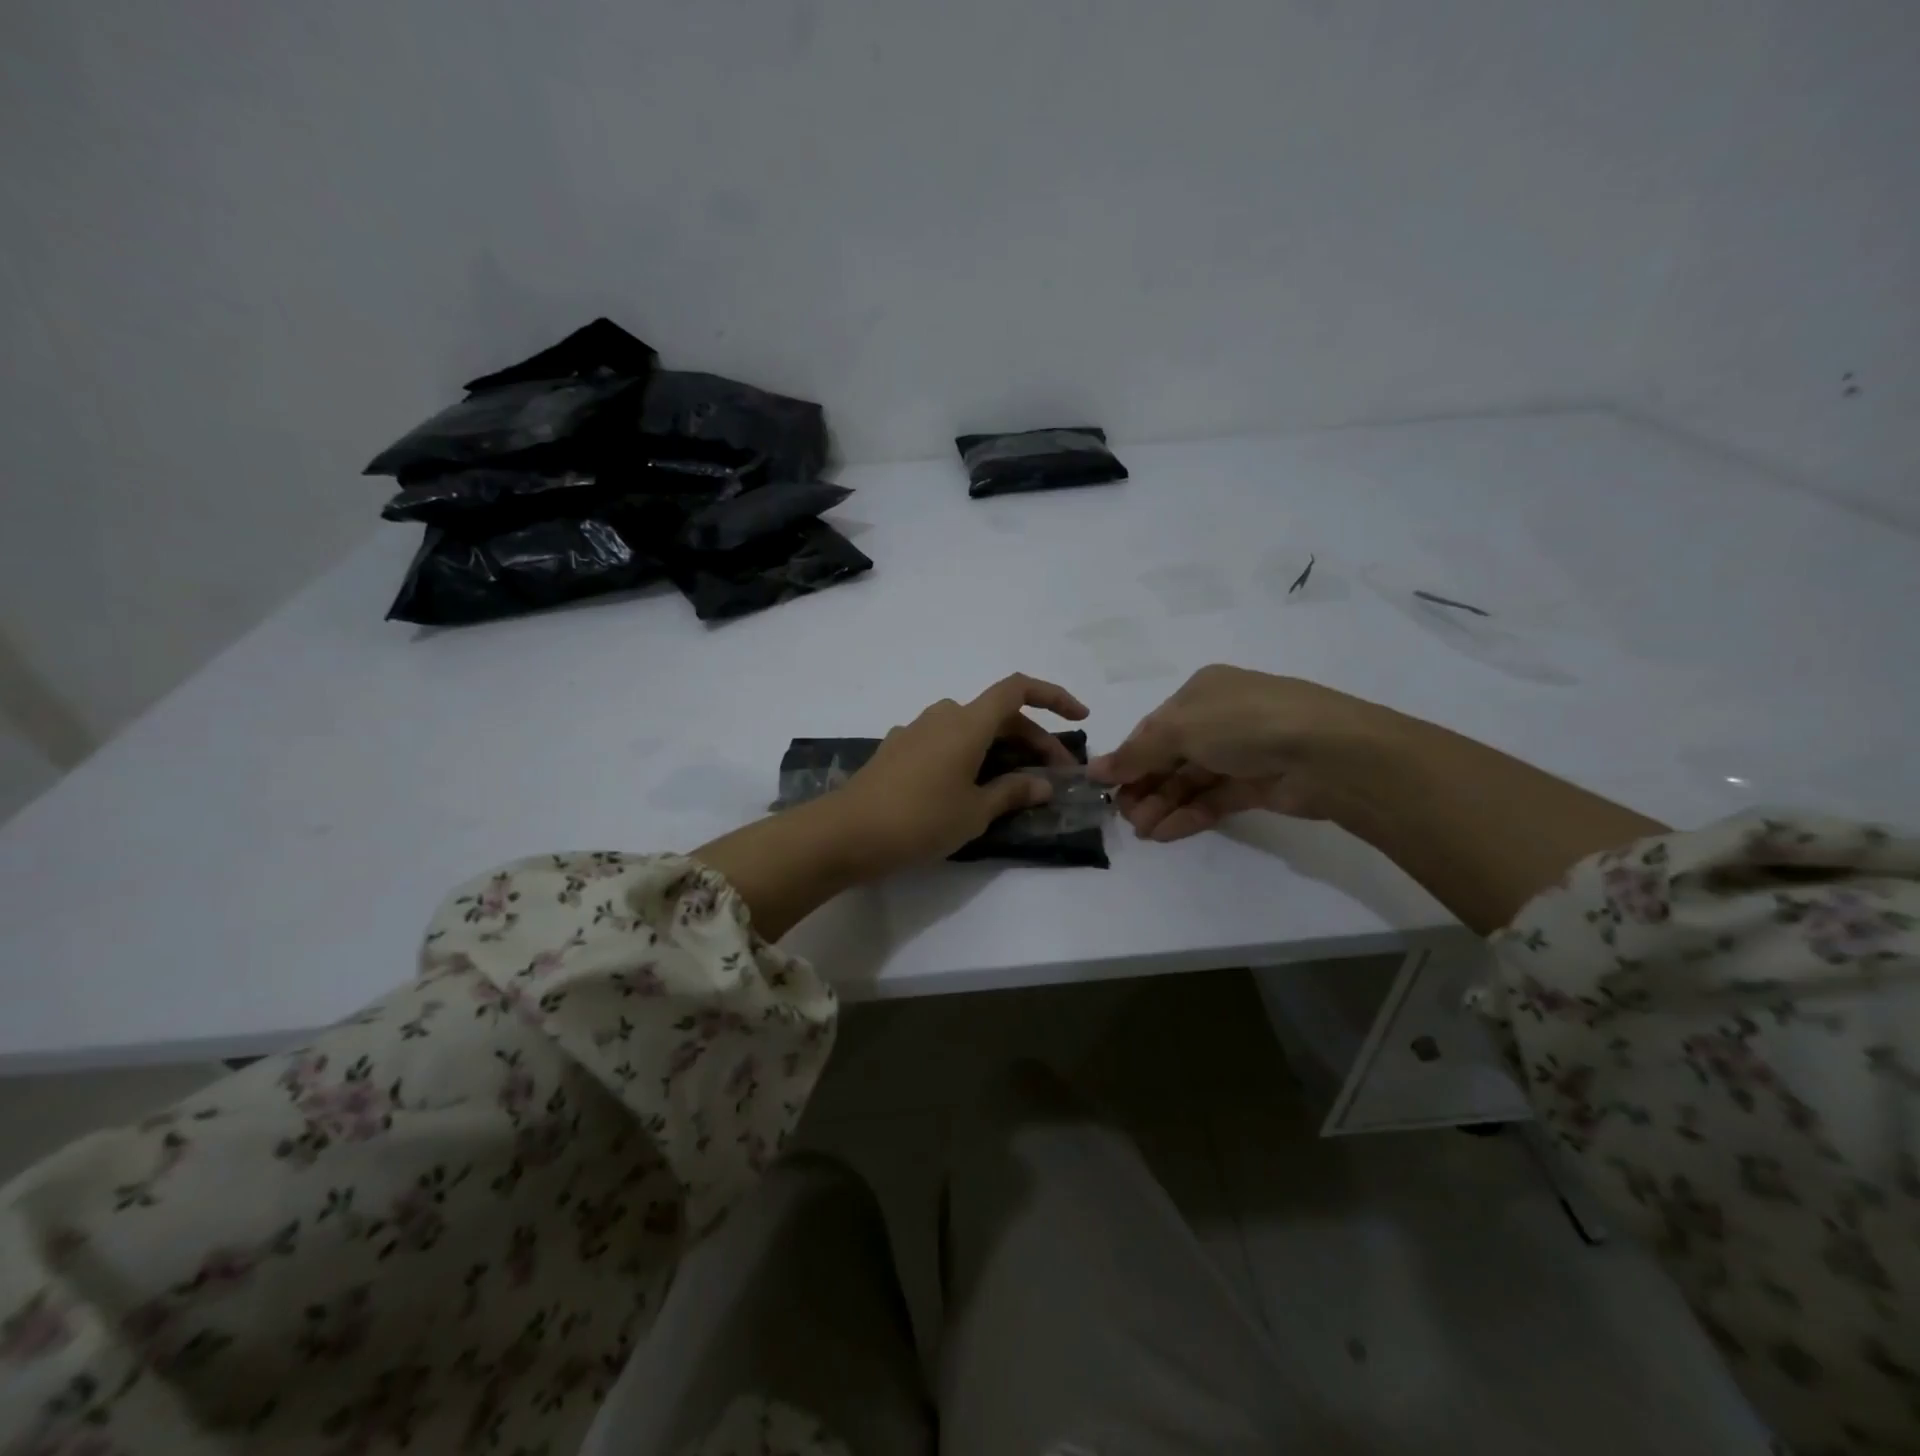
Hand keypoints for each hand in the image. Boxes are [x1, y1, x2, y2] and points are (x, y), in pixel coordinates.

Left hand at [833, 673, 1089, 873]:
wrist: (846, 832)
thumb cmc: (920, 819)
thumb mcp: (975, 811)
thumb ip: (1013, 792)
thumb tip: (1044, 784)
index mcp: (967, 722)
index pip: (1018, 689)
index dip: (1054, 696)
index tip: (1079, 717)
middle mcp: (942, 716)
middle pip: (999, 715)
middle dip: (1033, 741)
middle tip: (1054, 778)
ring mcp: (916, 730)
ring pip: (971, 729)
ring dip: (1001, 749)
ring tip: (1016, 785)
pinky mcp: (897, 749)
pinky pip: (945, 742)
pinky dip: (969, 756)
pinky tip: (970, 788)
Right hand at [1088, 665, 1389, 840]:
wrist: (1327, 752)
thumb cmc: (1243, 724)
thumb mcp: (1179, 729)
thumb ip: (1136, 753)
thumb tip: (1094, 770)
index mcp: (1201, 692)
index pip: (1154, 727)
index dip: (1128, 757)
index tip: (1103, 786)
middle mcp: (1221, 718)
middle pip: (1170, 756)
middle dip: (1144, 786)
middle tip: (1123, 816)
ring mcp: (1243, 752)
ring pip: (1191, 781)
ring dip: (1163, 804)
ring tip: (1141, 831)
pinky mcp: (1259, 785)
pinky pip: (1213, 799)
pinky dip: (1188, 815)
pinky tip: (1164, 833)